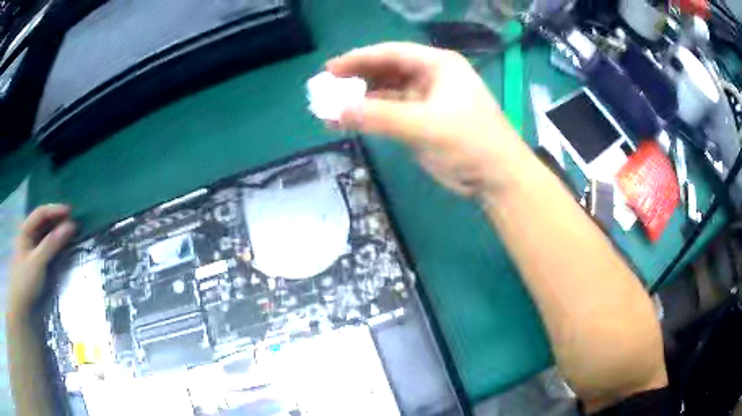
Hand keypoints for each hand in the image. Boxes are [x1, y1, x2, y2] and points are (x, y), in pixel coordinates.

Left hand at [8, 205, 75, 319]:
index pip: (41, 213)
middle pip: (43, 222)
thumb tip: (71, 226)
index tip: (71, 211)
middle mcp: (28, 234)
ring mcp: (31, 247)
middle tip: (73, 222)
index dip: (55, 210)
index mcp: (25, 229)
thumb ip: (52, 244)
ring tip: (70, 233)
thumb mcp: (38, 262)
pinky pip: (46, 246)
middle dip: (57, 220)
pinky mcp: (35, 260)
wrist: (21, 305)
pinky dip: (54, 243)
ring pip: (45, 234)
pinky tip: (62, 245)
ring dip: (57, 232)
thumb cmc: (26, 281)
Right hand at [327, 42, 526, 196]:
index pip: (391, 53)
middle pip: (386, 70)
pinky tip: (348, 122)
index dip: (359, 59)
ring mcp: (426, 100)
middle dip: (356, 79)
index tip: (329, 69)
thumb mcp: (425, 126)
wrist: (497, 177)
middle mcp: (431, 77)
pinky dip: (370, 117)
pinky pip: (390, 113)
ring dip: (360, 100)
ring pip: (386, 93)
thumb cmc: (469, 142)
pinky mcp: (422, 122)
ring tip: (330, 108)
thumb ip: (380, 117)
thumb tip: (336, 112)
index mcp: (438, 65)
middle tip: (326, 88)